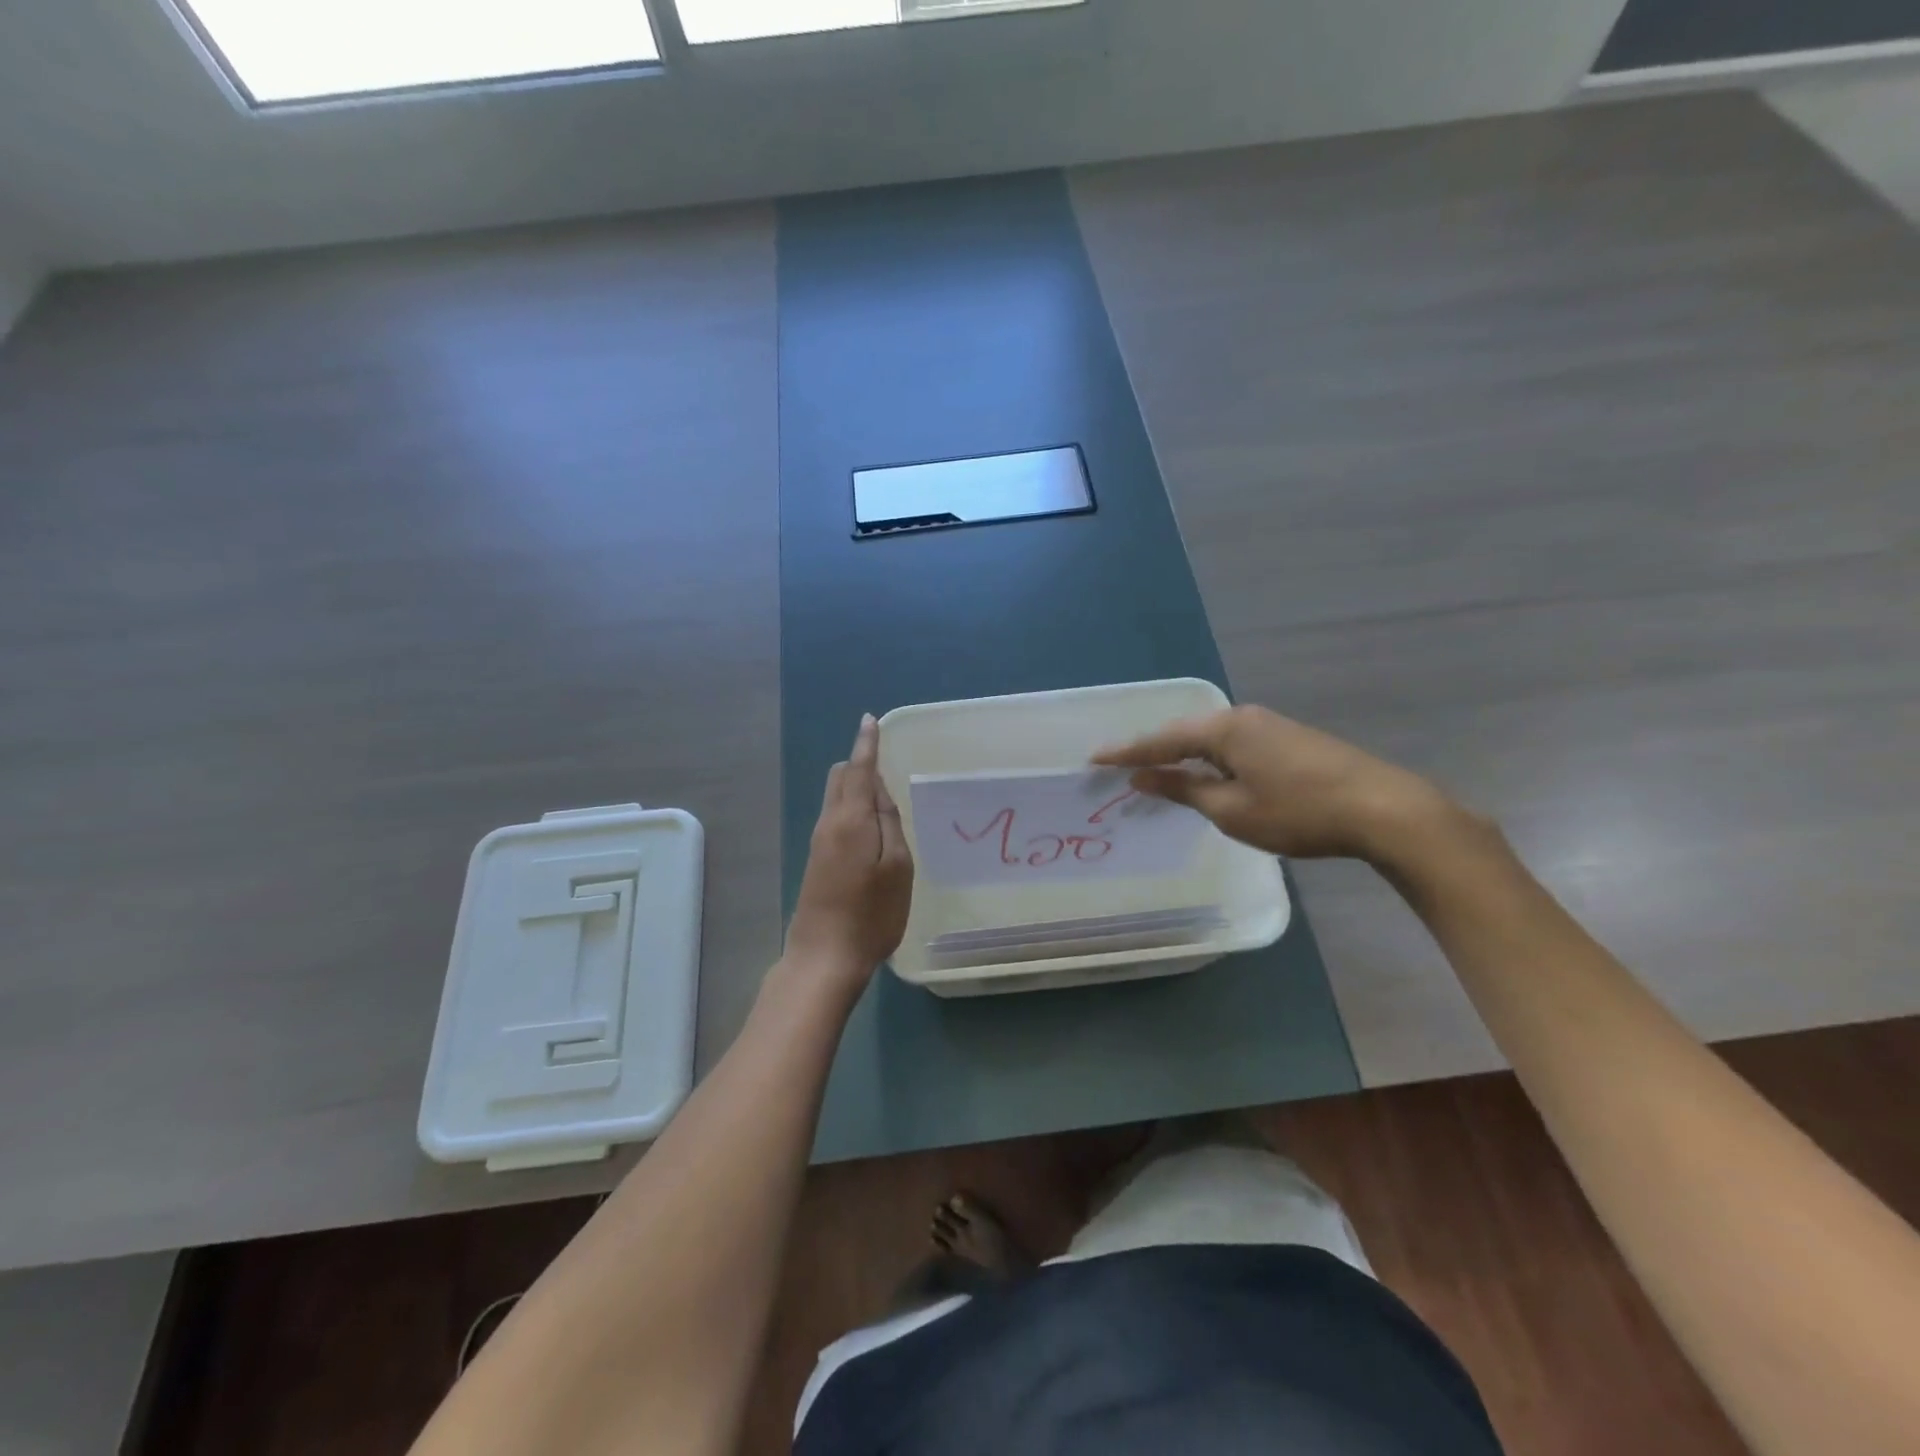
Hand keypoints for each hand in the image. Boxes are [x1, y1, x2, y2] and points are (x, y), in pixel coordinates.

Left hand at [785, 715, 914, 978]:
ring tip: (885, 794)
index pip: (859, 768)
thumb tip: (881, 792)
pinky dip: (852, 807)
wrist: (824, 958)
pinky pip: (835, 817)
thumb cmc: (871, 914)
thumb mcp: (897, 867)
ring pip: (836, 797)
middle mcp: (829, 823)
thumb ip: (890, 823)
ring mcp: (819, 842)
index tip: (870, 720)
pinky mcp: (817, 861)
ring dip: (856, 787)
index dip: (866, 743)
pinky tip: (871, 825)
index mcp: (850, 818)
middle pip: (840, 778)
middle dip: (859, 762)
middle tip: (886, 761)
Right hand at [1092, 705, 1457, 862]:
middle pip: (1185, 733)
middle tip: (1121, 766)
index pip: (1162, 740)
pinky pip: (1233, 745)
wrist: (1382, 809)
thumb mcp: (1231, 809)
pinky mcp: (1288, 739)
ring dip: (1182, 755)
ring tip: (1156, 771)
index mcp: (1224, 729)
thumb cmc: (1298, 811)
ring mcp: (1269, 725)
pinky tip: (1206, 774)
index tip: (1094, 759)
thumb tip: (1142, 776)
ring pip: (1211, 739)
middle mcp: (1243, 717)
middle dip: (1153, 750)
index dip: (1127, 752)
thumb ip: (1183, 789)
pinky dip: (1209, 759)